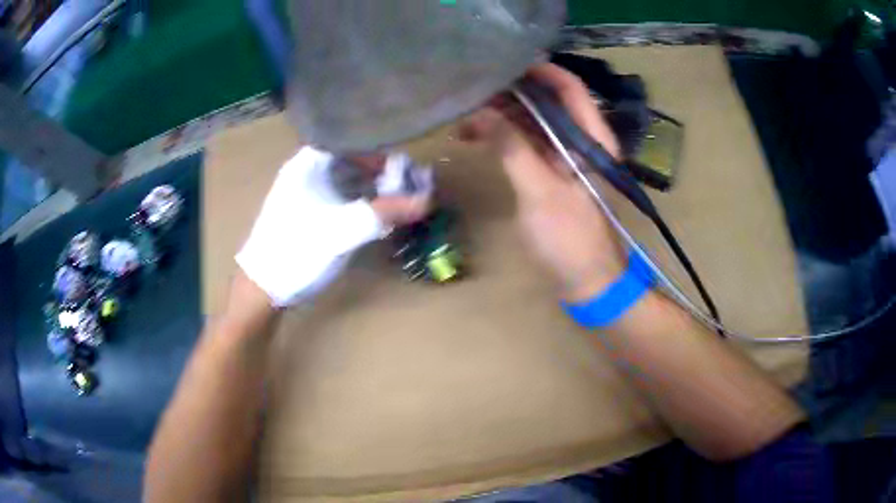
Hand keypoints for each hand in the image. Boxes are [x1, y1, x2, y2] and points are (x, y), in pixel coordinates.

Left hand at [236, 147, 430, 306]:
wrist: (262, 289)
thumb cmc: (297, 251)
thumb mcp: (342, 230)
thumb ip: (385, 212)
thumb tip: (427, 200)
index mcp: (308, 162)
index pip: (353, 143)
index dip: (382, 154)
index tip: (406, 170)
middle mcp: (305, 171)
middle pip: (352, 161)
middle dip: (382, 174)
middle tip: (408, 190)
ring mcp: (303, 193)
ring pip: (346, 181)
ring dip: (372, 191)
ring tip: (397, 204)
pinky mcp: (305, 214)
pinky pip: (339, 199)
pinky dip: (359, 204)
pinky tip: (374, 218)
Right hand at [462, 63, 625, 301]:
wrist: (588, 283)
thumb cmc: (571, 239)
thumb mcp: (540, 192)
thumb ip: (512, 148)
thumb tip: (481, 113)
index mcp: (592, 138)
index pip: (569, 88)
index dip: (539, 71)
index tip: (502, 64)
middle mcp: (582, 141)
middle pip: (547, 102)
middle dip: (510, 93)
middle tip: (472, 89)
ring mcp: (567, 158)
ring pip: (534, 122)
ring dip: (502, 116)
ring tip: (465, 116)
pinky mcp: (554, 174)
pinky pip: (528, 144)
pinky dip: (505, 138)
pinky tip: (477, 138)